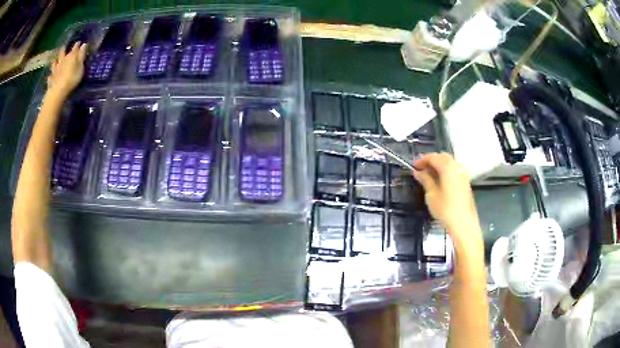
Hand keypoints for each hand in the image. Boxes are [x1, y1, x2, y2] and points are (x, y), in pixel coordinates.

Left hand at [47, 42, 86, 98]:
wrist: (58, 92)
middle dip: (64, 49)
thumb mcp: (80, 67)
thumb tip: (84, 44)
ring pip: (55, 62)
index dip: (78, 44)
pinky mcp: (51, 79)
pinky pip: (50, 76)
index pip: (75, 47)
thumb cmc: (71, 79)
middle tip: (65, 47)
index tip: (80, 42)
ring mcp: (56, 69)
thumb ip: (82, 56)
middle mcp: (62, 60)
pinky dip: (50, 75)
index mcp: (71, 56)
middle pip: (63, 52)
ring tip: (56, 61)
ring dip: (55, 61)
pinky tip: (50, 76)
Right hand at [413, 153, 480, 244]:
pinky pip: (454, 170)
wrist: (464, 224)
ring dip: (439, 165)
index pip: (433, 157)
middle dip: (431, 160)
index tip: (413, 166)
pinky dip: (446, 171)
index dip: (422, 160)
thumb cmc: (445, 209)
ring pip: (450, 163)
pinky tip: (440, 181)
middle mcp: (457, 167)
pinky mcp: (466, 182)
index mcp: (448, 167)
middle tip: (421, 170)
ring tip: (429, 176)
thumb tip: (417, 172)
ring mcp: (463, 174)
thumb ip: (425, 180)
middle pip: (443, 157)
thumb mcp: (431, 194)